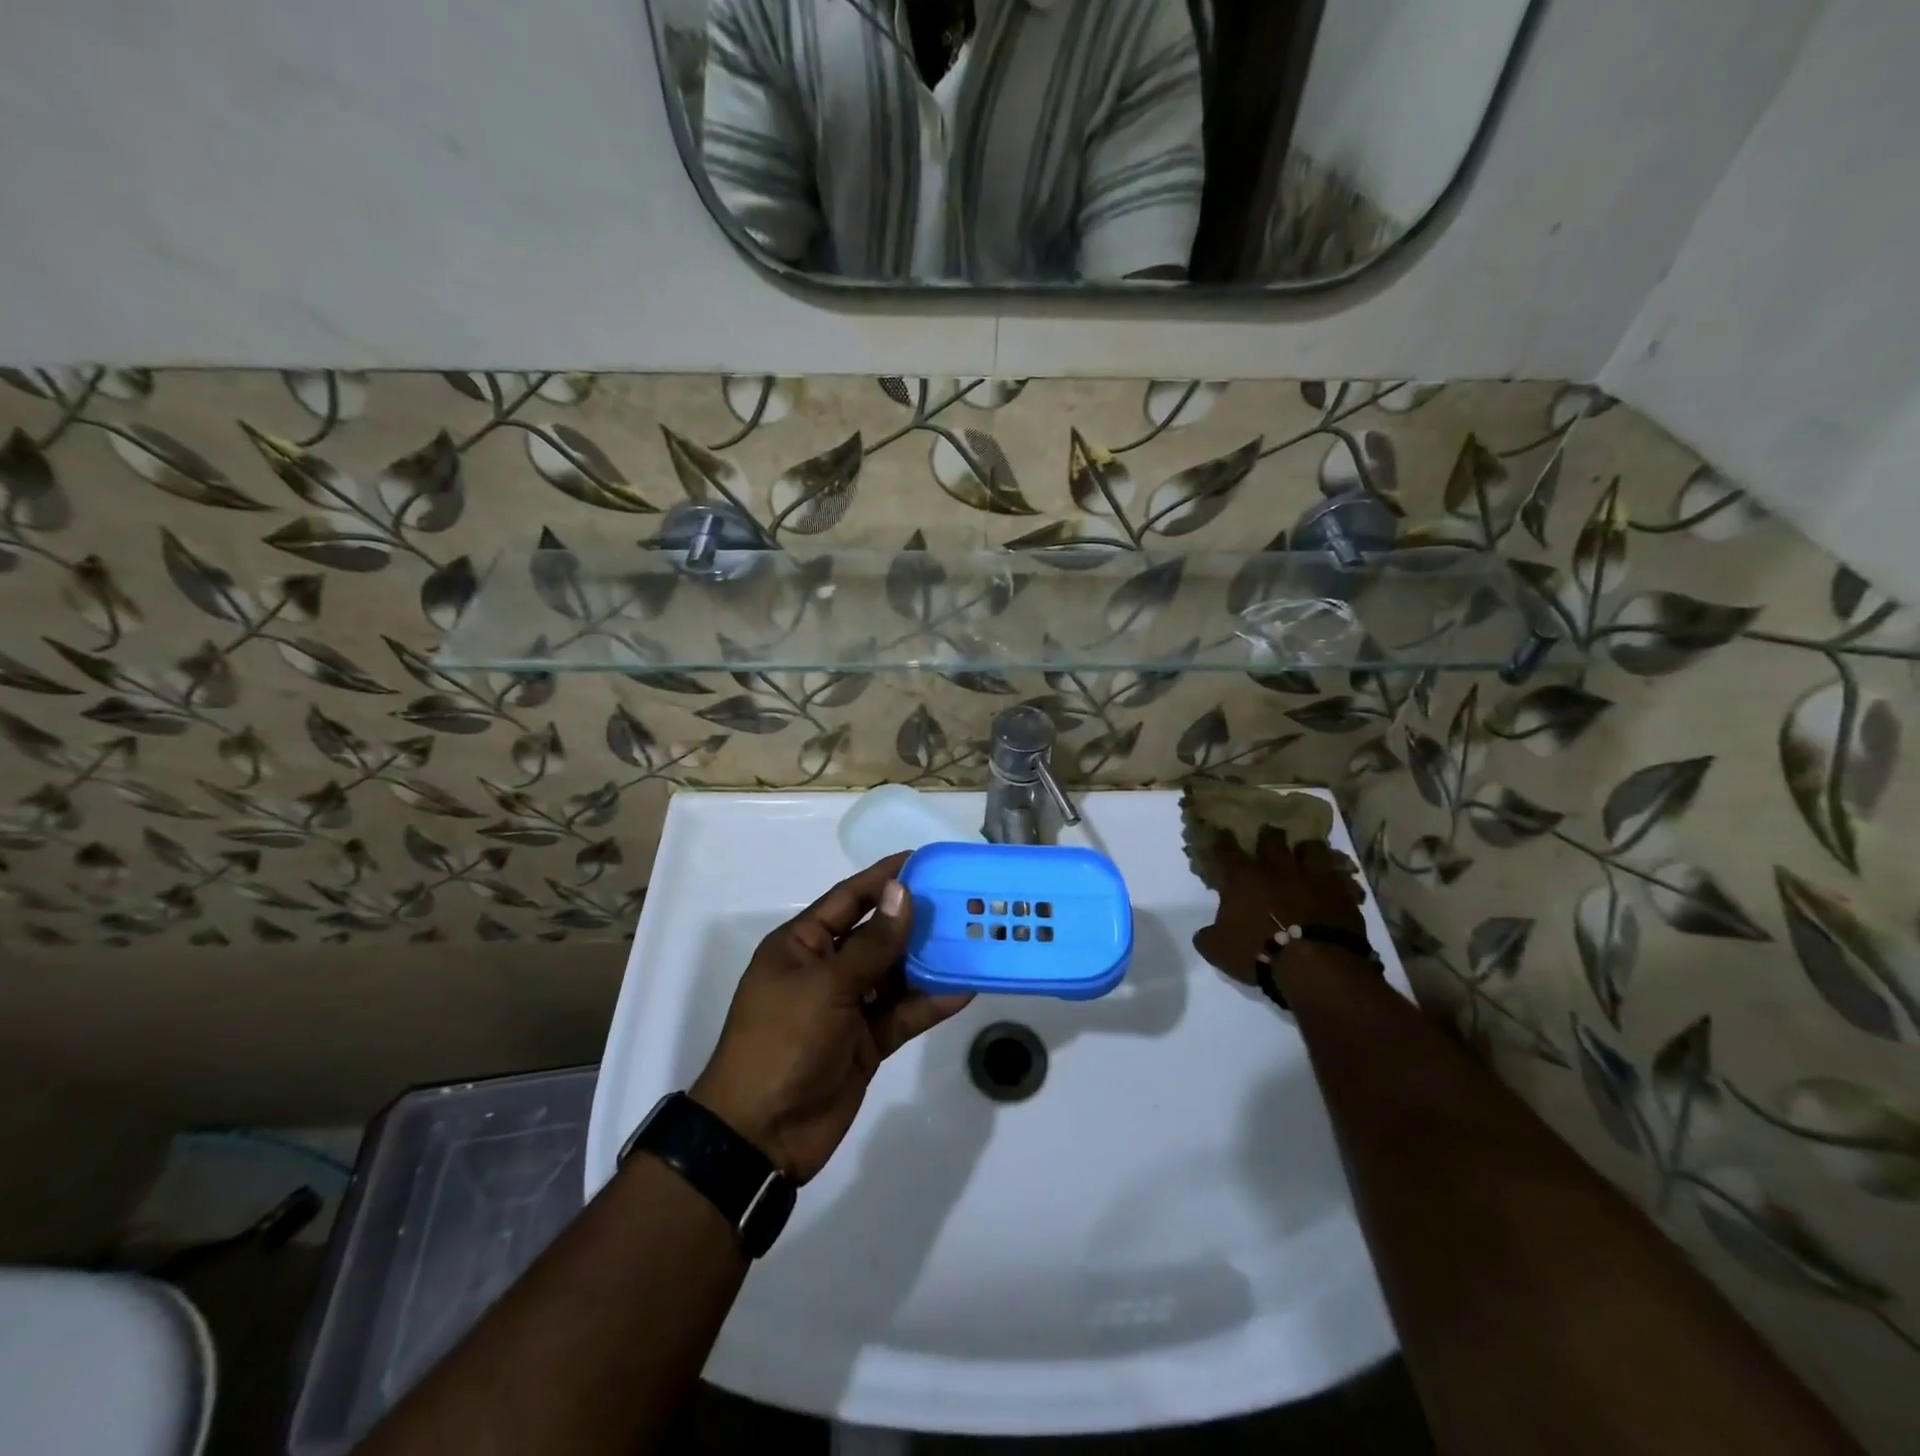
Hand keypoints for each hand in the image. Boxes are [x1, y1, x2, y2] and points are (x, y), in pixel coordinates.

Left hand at [690, 853, 973, 1183]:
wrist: (761, 1134)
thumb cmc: (783, 1042)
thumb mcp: (826, 986)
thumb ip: (872, 943)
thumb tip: (901, 892)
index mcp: (803, 945)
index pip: (850, 898)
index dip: (885, 878)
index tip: (924, 859)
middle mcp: (827, 969)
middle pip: (878, 934)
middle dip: (916, 919)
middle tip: (963, 900)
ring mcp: (848, 1007)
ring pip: (895, 974)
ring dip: (929, 961)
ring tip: (973, 940)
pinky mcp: (866, 1041)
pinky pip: (902, 1014)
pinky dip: (929, 1003)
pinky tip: (963, 989)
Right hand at [1192, 827, 1367, 987]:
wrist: (1316, 964)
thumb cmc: (1259, 951)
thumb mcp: (1219, 950)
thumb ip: (1208, 937)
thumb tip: (1204, 935)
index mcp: (1244, 878)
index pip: (1227, 850)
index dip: (1222, 840)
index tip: (1222, 832)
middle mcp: (1277, 869)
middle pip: (1272, 839)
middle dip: (1268, 836)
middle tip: (1267, 838)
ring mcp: (1313, 877)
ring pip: (1311, 848)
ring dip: (1305, 850)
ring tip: (1304, 855)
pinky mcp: (1342, 892)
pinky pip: (1340, 875)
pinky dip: (1334, 876)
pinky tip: (1333, 881)